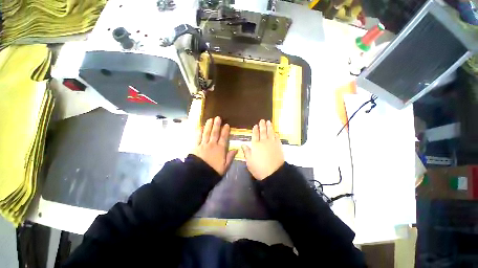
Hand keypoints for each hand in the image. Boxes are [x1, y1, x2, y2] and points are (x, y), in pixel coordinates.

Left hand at [192, 116, 237, 175]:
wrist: (199, 174)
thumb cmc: (213, 170)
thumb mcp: (225, 166)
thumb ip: (230, 157)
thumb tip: (236, 149)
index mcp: (220, 149)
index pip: (224, 137)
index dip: (225, 131)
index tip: (226, 124)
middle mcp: (212, 144)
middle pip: (215, 133)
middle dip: (217, 125)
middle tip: (218, 117)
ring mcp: (203, 145)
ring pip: (206, 133)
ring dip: (208, 126)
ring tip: (210, 119)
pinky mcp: (196, 147)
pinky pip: (198, 138)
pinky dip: (199, 132)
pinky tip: (200, 127)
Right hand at [241, 120, 284, 179]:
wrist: (273, 173)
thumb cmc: (259, 168)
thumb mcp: (249, 161)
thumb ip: (246, 152)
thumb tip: (243, 144)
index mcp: (256, 145)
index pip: (255, 135)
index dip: (255, 130)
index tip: (255, 125)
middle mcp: (264, 142)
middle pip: (263, 132)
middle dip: (262, 125)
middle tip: (262, 120)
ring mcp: (272, 143)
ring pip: (270, 133)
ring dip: (269, 127)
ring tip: (269, 122)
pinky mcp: (278, 146)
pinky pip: (277, 138)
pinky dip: (276, 134)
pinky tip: (275, 132)